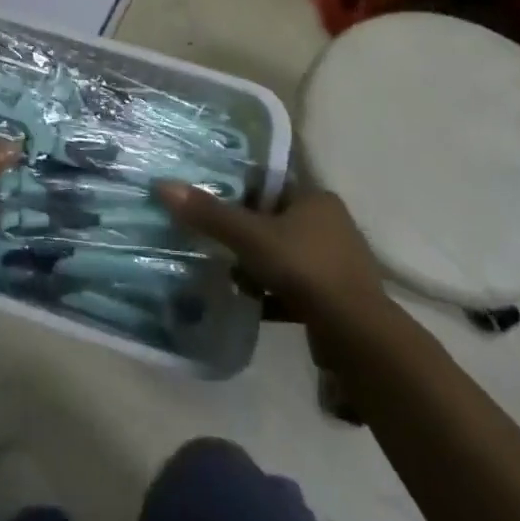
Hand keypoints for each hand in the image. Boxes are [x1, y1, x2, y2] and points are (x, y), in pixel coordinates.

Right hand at [156, 180, 392, 348]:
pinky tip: (246, 301)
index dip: (240, 190)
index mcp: (317, 200)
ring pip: (283, 255)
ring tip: (223, 270)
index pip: (271, 185)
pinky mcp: (334, 297)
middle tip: (210, 236)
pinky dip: (270, 293)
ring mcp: (335, 264)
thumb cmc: (304, 268)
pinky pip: (293, 287)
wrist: (356, 335)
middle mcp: (331, 225)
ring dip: (256, 264)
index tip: (210, 198)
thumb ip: (208, 213)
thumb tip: (163, 185)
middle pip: (275, 221)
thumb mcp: (250, 237)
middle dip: (245, 231)